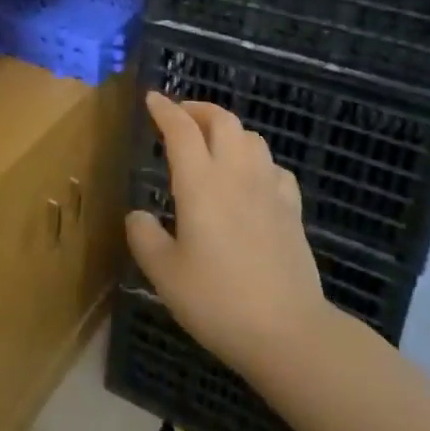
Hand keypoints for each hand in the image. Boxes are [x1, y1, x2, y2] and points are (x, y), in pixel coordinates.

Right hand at [125, 92, 326, 376]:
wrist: (288, 331)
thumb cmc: (217, 300)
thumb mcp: (164, 274)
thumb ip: (145, 237)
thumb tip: (138, 215)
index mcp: (200, 184)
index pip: (181, 129)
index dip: (165, 109)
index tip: (152, 99)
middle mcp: (236, 174)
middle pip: (223, 120)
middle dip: (199, 109)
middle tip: (180, 116)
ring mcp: (270, 190)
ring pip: (252, 138)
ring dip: (229, 130)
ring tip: (213, 144)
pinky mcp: (292, 210)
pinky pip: (275, 168)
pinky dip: (257, 160)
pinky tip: (251, 179)